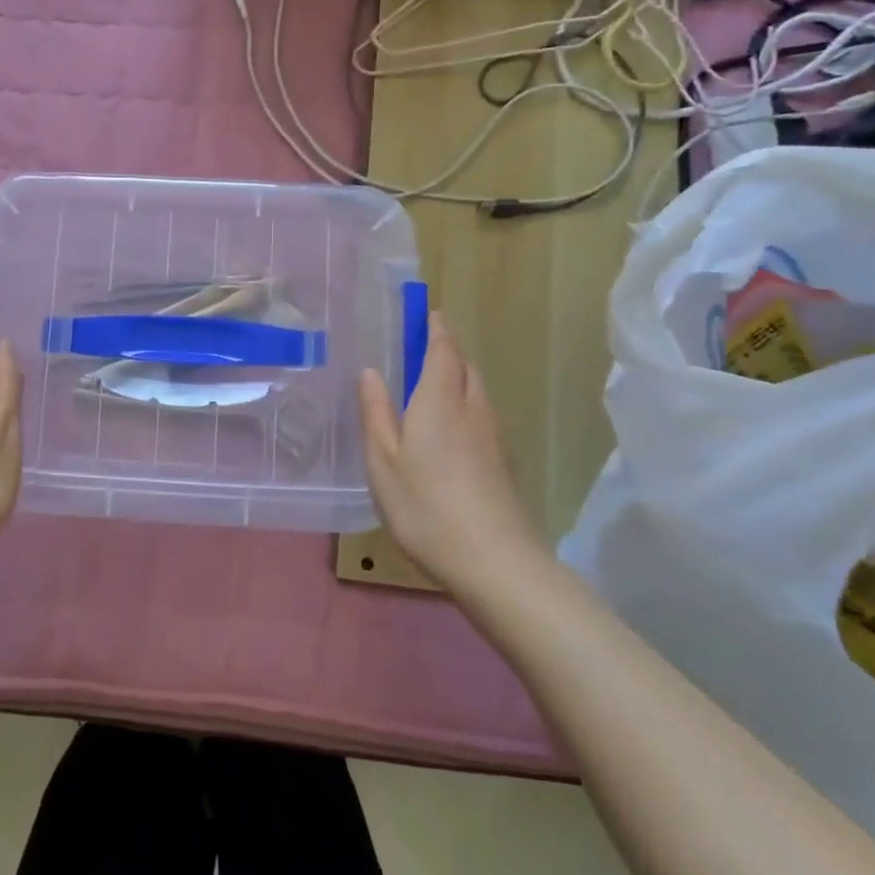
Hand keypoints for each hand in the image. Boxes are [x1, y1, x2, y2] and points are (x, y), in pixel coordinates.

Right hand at [357, 311, 542, 588]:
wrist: (494, 560)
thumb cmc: (426, 506)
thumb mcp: (383, 460)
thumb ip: (376, 412)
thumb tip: (371, 371)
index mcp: (440, 400)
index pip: (443, 349)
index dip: (435, 328)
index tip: (426, 313)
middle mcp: (473, 408)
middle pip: (466, 366)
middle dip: (447, 351)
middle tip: (422, 349)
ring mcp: (493, 436)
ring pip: (478, 391)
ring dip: (458, 378)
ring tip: (432, 386)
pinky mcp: (503, 461)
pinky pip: (482, 416)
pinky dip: (466, 406)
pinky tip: (450, 431)